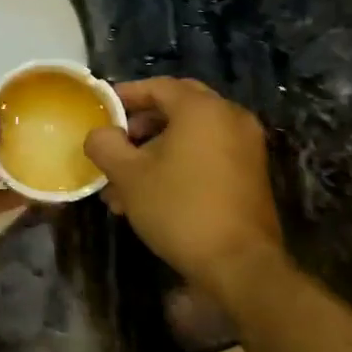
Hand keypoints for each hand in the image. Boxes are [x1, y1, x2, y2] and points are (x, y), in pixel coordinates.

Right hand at [83, 78, 290, 305]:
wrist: (239, 265)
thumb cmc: (179, 209)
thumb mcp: (128, 175)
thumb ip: (105, 145)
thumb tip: (100, 134)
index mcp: (202, 109)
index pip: (158, 86)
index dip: (126, 95)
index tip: (102, 109)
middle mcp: (230, 118)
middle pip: (177, 107)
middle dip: (142, 123)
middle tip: (117, 141)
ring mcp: (246, 146)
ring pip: (191, 134)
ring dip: (157, 149)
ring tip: (124, 181)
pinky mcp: (251, 174)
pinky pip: (208, 154)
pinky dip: (180, 162)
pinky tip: (151, 193)